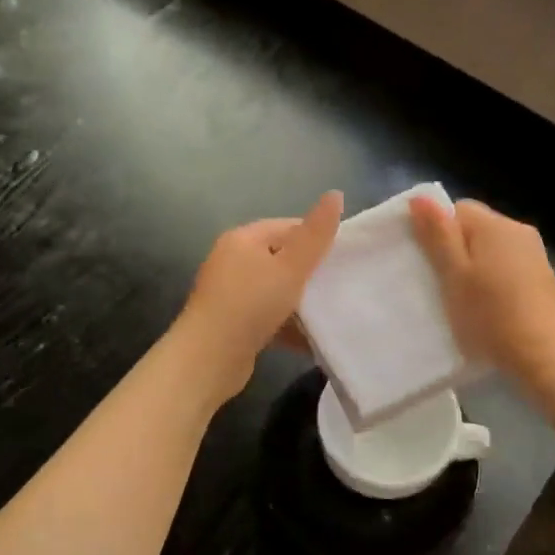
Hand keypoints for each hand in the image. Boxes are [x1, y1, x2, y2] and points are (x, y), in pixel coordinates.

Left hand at [177, 191, 342, 398]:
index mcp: (243, 239)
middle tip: (342, 284)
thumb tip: (335, 194)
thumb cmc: (251, 304)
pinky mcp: (233, 322)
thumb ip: (316, 234)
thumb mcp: (291, 267)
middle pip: (282, 258)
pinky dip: (288, 324)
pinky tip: (311, 337)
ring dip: (301, 302)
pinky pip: (268, 316)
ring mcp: (231, 293)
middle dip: (311, 272)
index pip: (288, 227)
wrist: (209, 360)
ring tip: (331, 311)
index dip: (317, 239)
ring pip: (276, 289)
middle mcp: (233, 261)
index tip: (345, 258)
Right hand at [411, 197, 554, 385]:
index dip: (439, 233)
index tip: (433, 264)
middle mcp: (519, 230)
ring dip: (476, 266)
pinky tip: (491, 307)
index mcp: (495, 225)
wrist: (545, 356)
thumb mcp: (454, 275)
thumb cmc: (491, 315)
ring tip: (466, 299)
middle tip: (445, 284)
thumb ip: (438, 236)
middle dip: (457, 250)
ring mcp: (535, 253)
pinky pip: (508, 265)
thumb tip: (420, 198)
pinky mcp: (543, 276)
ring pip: (492, 248)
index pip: (457, 209)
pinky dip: (495, 279)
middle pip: (476, 227)